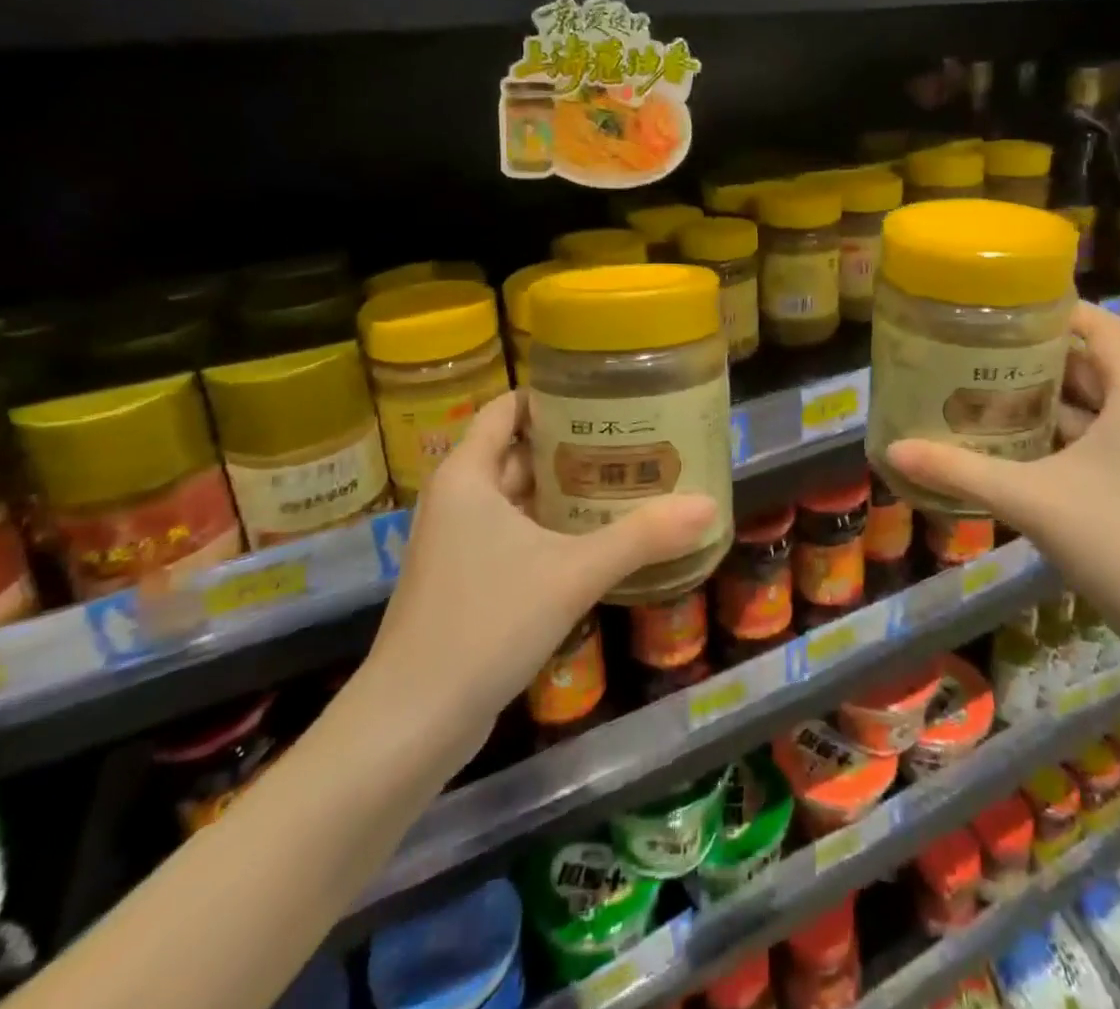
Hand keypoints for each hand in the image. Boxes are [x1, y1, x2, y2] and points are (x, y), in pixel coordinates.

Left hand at [348, 392, 716, 773]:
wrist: (410, 724)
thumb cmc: (485, 623)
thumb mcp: (572, 573)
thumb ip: (641, 537)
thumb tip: (709, 505)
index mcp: (467, 475)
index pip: (507, 409)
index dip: (551, 396)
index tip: (602, 396)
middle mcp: (457, 499)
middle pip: (518, 452)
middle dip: (571, 446)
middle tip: (631, 441)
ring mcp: (456, 543)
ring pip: (517, 499)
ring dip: (564, 492)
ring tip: (625, 483)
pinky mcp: (464, 582)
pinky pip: (513, 536)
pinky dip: (550, 529)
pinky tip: (595, 541)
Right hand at [886, 303, 1119, 661]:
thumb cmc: (1114, 540)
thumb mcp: (1028, 498)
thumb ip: (960, 470)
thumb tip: (894, 449)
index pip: (1101, 326)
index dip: (1057, 310)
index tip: (1004, 308)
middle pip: (1091, 361)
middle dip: (1037, 353)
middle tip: (980, 346)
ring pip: (1092, 401)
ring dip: (1045, 393)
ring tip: (986, 385)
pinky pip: (1095, 433)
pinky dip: (1057, 427)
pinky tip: (1013, 438)